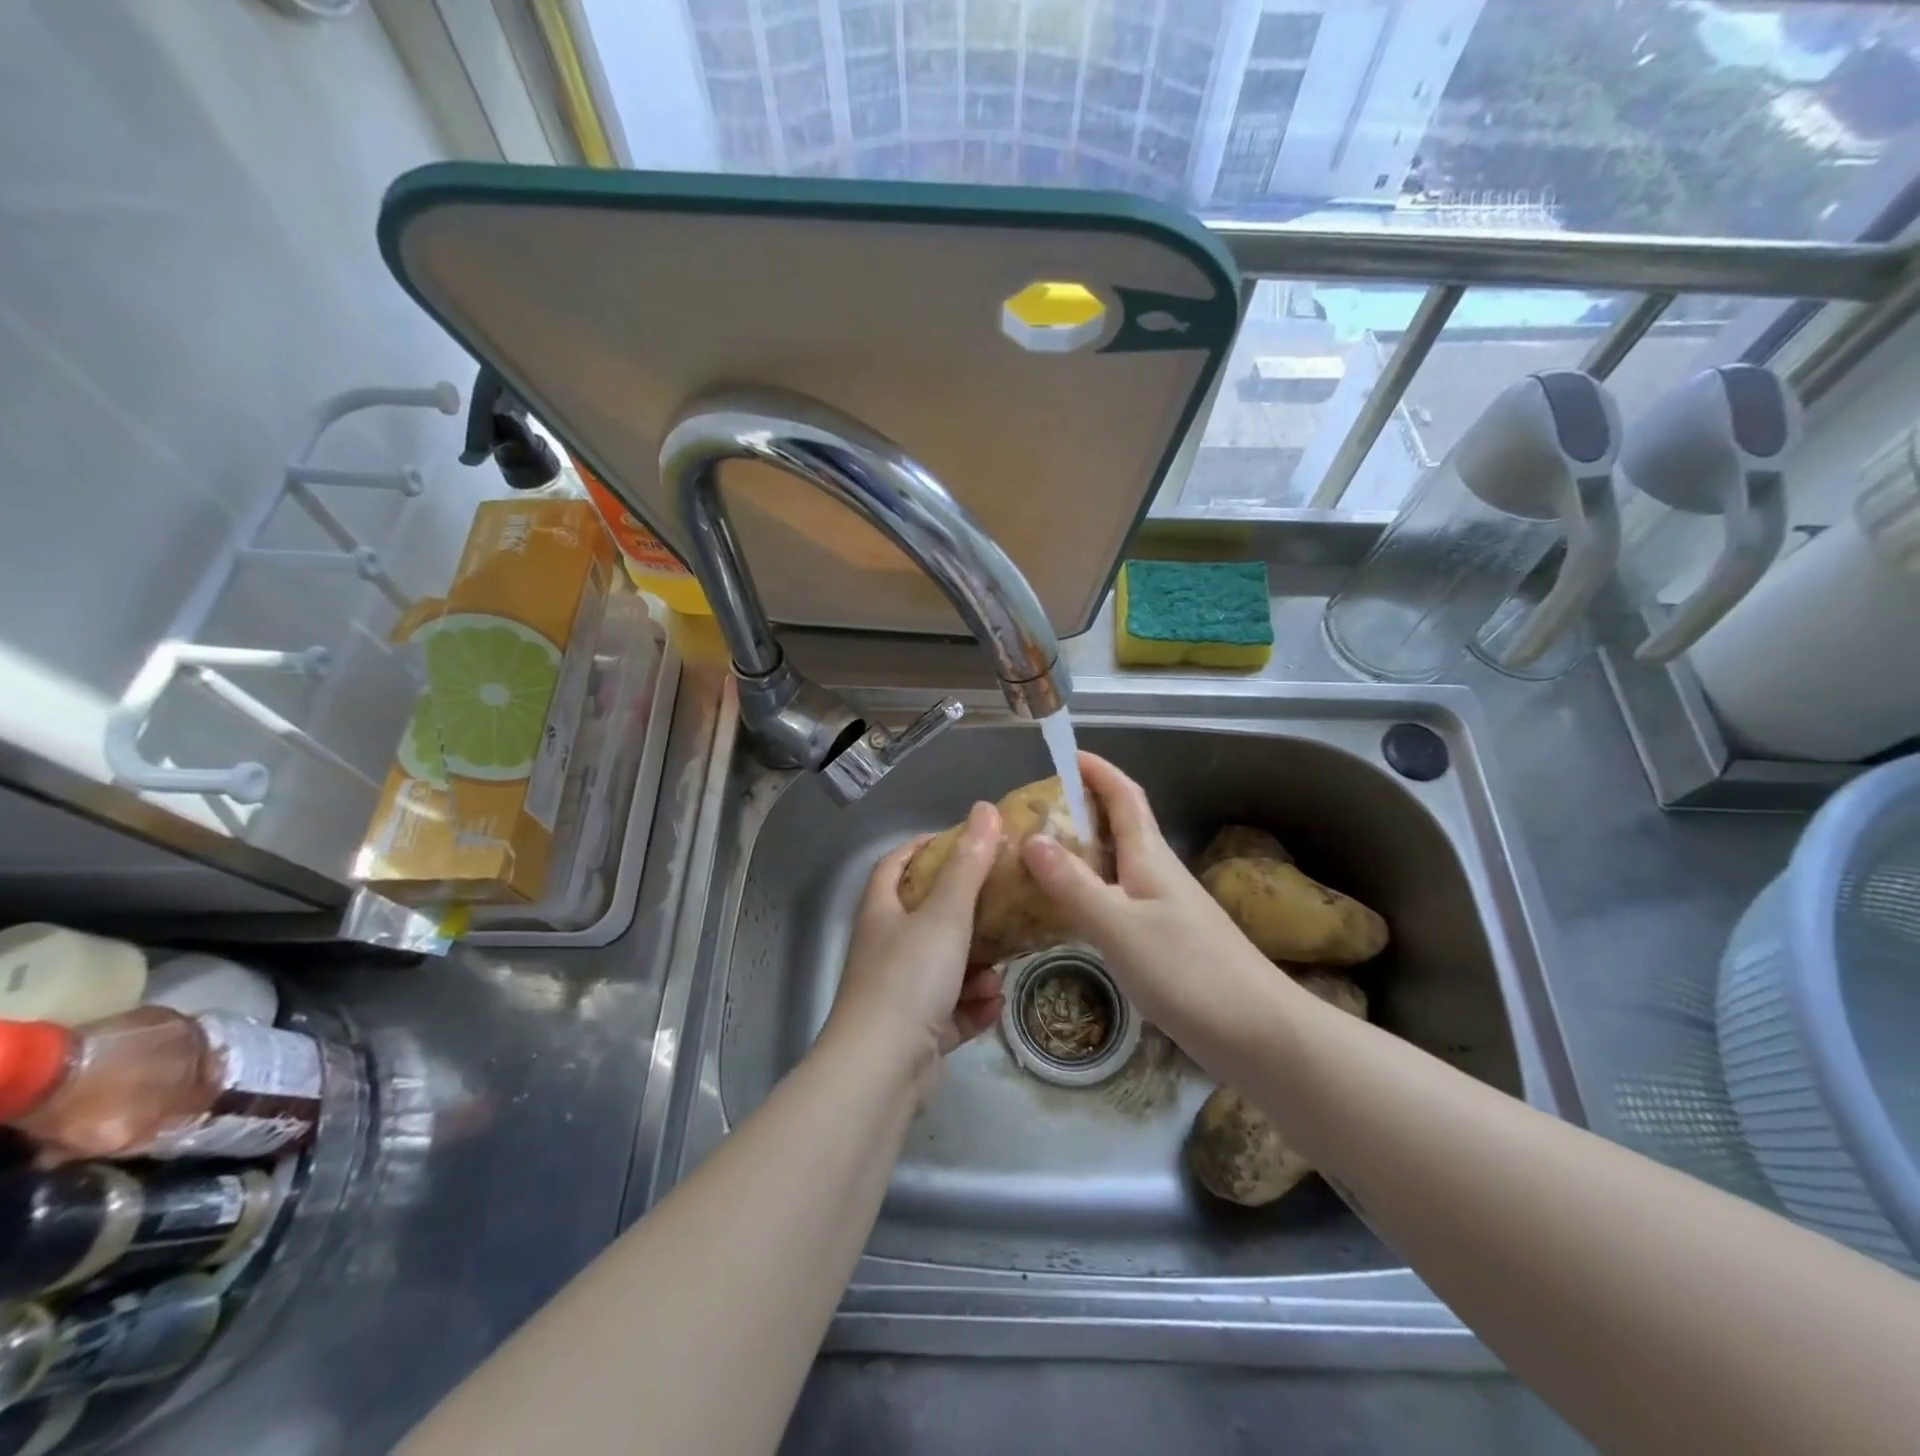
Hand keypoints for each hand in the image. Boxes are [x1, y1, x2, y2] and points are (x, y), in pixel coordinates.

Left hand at [825, 802, 1006, 1102]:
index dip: (924, 848)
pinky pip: (951, 1009)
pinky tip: (994, 1006)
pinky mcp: (916, 1032)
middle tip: (1003, 905)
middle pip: (926, 917)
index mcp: (882, 913)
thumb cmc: (909, 979)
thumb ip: (968, 865)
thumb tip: (985, 809)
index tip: (963, 841)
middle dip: (966, 913)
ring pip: (945, 967)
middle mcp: (886, 948)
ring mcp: (899, 993)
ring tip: (1000, 971)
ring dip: (976, 967)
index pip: (895, 864)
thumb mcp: (945, 915)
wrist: (881, 1071)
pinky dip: (972, 1006)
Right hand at [1019, 753, 1285, 1052]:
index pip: (1124, 797)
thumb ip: (1074, 885)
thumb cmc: (1189, 972)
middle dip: (1080, 809)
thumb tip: (1032, 838)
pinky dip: (1088, 894)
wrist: (1259, 1034)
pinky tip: (1068, 914)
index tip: (1066, 753)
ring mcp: (1164, 909)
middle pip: (1119, 827)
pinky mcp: (1165, 941)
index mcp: (1150, 858)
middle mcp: (1158, 874)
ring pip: (1116, 865)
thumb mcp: (1120, 927)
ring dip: (1081, 852)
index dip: (1098, 771)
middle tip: (1033, 814)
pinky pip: (1118, 900)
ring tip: (1036, 859)